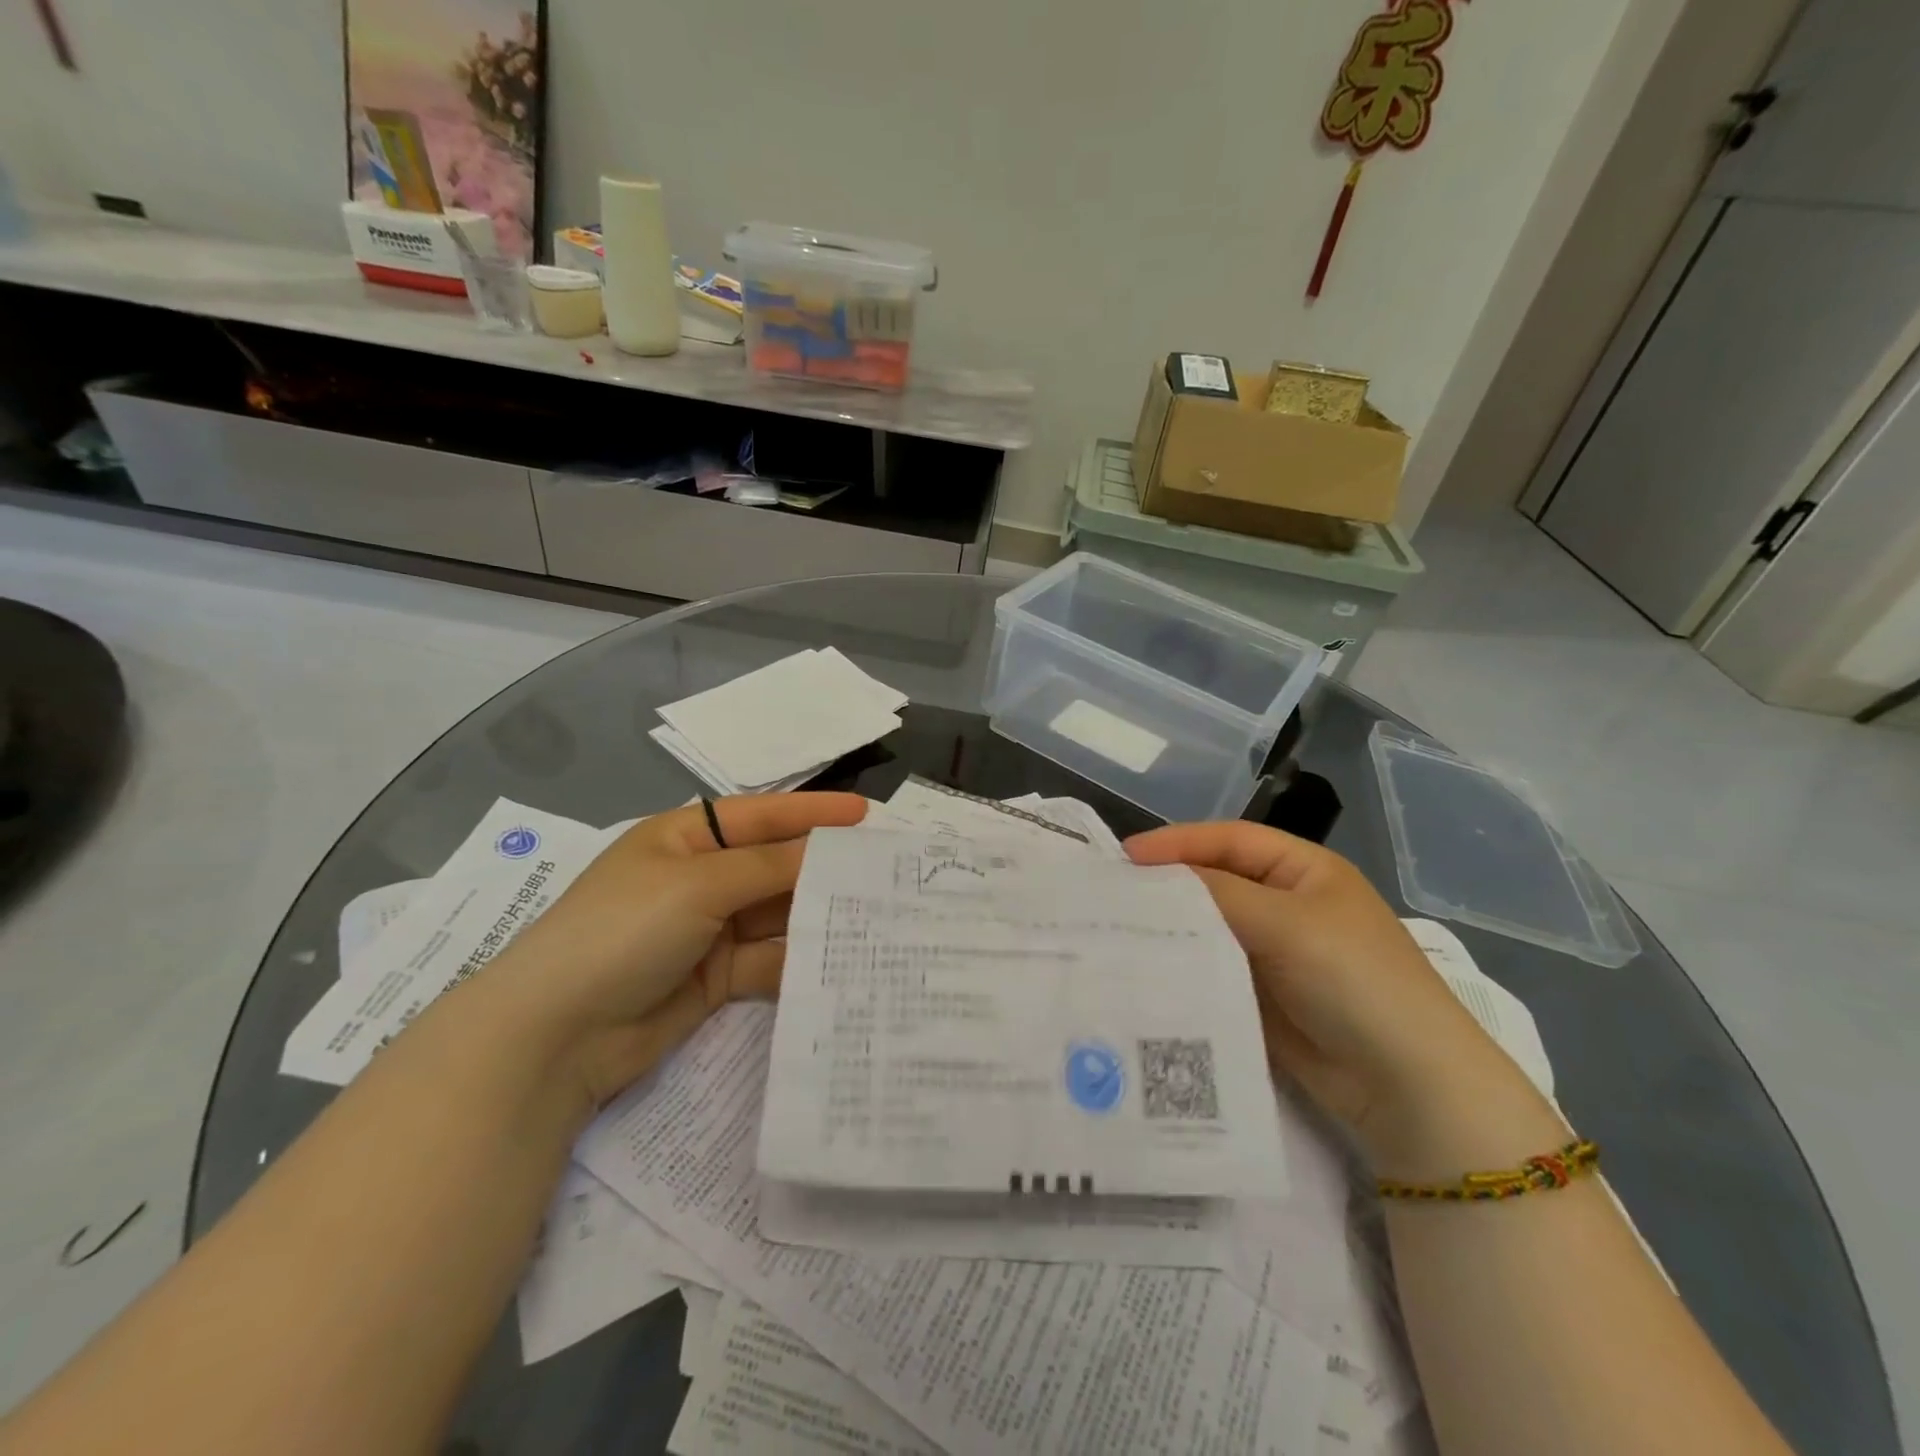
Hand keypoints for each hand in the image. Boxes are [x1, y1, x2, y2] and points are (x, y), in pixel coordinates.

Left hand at [483, 792, 866, 1106]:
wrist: (555, 1036)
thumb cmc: (624, 930)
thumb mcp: (697, 884)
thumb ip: (768, 866)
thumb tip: (826, 852)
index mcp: (684, 839)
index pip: (761, 815)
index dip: (813, 813)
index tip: (866, 815)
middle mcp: (699, 878)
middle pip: (773, 865)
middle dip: (822, 867)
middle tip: (884, 871)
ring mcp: (708, 930)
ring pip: (776, 914)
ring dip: (816, 914)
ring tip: (876, 915)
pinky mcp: (716, 978)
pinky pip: (768, 958)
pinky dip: (798, 958)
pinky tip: (838, 960)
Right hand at [1125, 821, 1545, 1168]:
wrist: (1408, 1088)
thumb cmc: (1354, 981)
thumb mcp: (1287, 923)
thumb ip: (1217, 892)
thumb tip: (1153, 876)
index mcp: (1303, 870)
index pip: (1229, 840)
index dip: (1177, 843)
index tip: (1124, 857)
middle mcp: (1285, 904)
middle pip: (1215, 881)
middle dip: (1168, 885)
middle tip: (1111, 894)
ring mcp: (1272, 952)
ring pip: (1209, 927)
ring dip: (1171, 927)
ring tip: (1117, 930)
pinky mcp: (1259, 996)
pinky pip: (1212, 968)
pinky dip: (1183, 965)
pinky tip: (1146, 969)